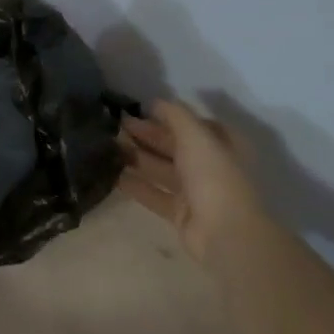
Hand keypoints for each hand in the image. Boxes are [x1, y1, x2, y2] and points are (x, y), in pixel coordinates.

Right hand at [118, 98, 273, 265]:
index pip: (192, 124)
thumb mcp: (197, 136)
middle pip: (174, 146)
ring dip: (137, 158)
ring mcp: (195, 191)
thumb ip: (176, 116)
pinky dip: (135, 185)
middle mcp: (209, 165)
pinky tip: (112, 175)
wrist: (224, 232)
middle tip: (116, 127)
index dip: (167, 116)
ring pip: (161, 169)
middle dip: (147, 135)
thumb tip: (156, 102)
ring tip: (108, 148)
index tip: (139, 110)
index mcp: (221, 145)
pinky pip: (153, 194)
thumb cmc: (214, 176)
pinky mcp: (179, 213)